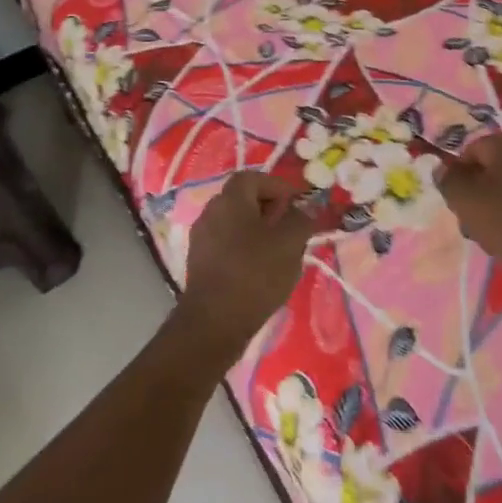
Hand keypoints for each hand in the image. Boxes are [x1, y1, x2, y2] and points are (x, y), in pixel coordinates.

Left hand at [176, 171, 317, 363]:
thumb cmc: (255, 274)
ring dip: (258, 231)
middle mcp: (210, 212)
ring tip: (279, 253)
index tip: (296, 205)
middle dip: (269, 210)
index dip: (277, 186)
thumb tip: (303, 211)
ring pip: (235, 224)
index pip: (253, 178)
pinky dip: (244, 249)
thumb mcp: (290, 243)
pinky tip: (259, 271)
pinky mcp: (198, 263)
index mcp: (230, 200)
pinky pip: (226, 244)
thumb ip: (301, 220)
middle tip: (290, 229)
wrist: (214, 324)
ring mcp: (201, 239)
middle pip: (243, 199)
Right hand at [436, 134, 501, 281]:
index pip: (470, 151)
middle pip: (491, 167)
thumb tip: (442, 167)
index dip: (458, 175)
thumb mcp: (464, 199)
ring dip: (495, 203)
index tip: (457, 201)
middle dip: (476, 191)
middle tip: (470, 219)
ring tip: (489, 233)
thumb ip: (448, 179)